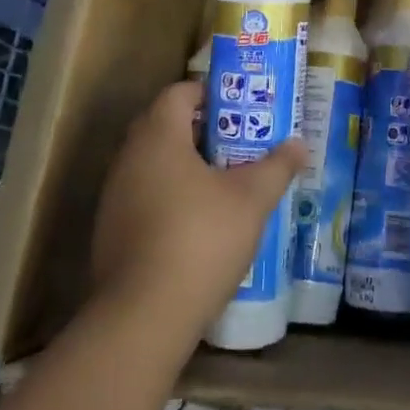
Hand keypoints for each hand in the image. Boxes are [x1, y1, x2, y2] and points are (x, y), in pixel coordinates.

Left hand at [90, 80, 306, 356]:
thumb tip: (299, 144)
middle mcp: (129, 158)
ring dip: (185, 165)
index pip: (178, 93)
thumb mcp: (251, 200)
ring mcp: (114, 196)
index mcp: (158, 137)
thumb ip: (276, 166)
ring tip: (224, 182)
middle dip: (202, 130)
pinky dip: (169, 196)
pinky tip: (198, 223)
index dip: (209, 93)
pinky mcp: (111, 231)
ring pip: (153, 163)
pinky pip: (143, 195)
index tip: (239, 108)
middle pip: (164, 125)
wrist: (142, 316)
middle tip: (239, 142)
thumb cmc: (201, 239)